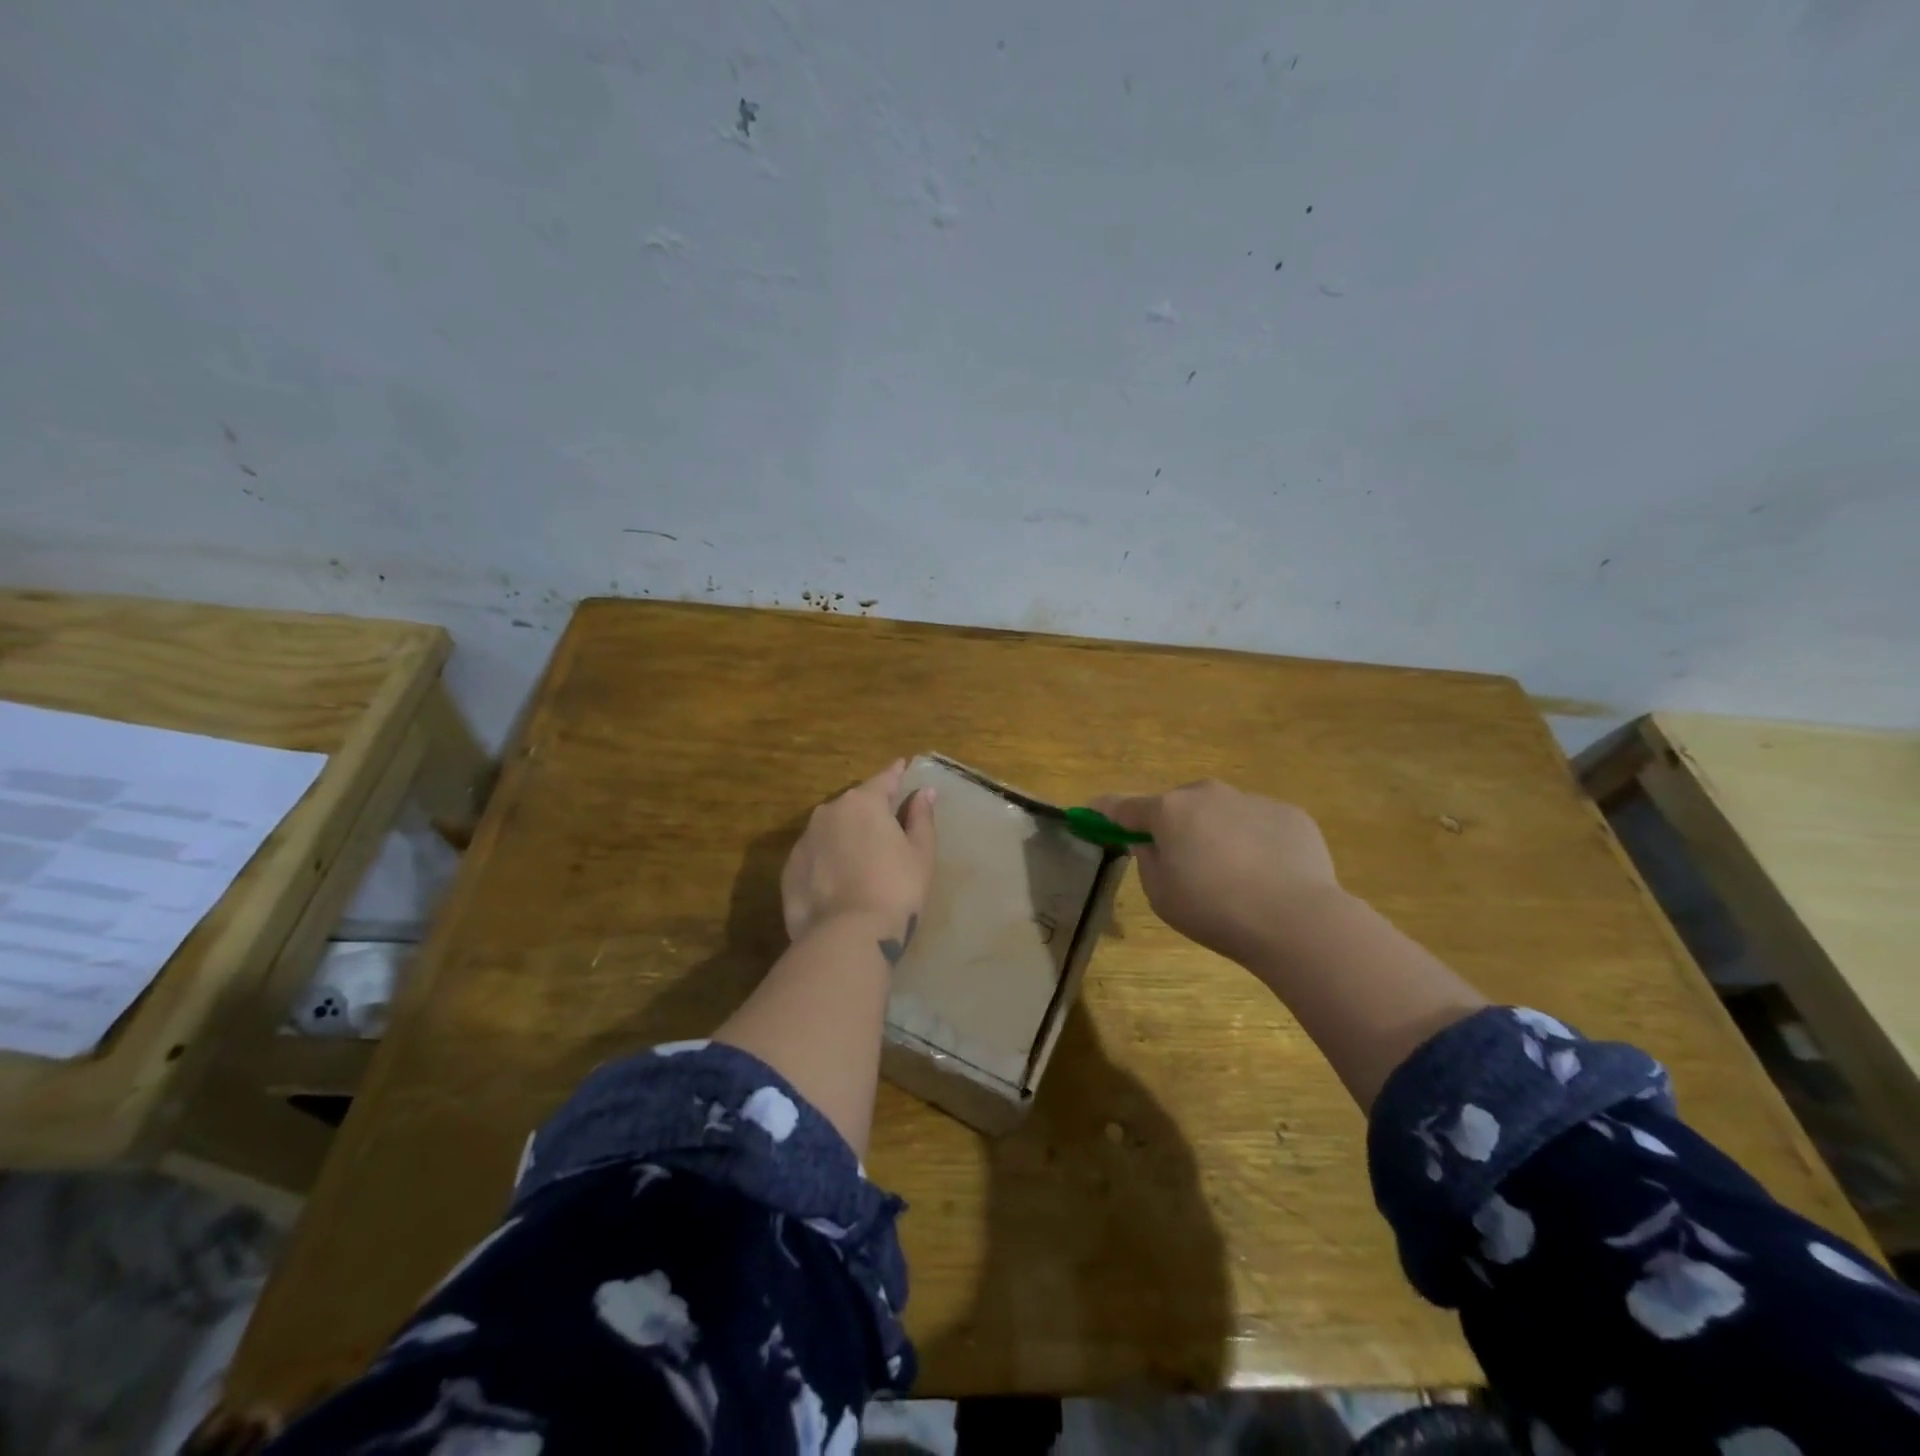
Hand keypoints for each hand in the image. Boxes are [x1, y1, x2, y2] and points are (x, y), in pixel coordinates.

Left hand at [781, 759, 936, 948]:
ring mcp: (804, 840)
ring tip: (861, 859)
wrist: (847, 936)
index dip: (896, 773)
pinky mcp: (788, 869)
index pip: (884, 779)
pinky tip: (839, 881)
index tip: (902, 765)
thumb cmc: (896, 889)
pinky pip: (814, 856)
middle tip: (886, 828)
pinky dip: (827, 860)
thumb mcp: (920, 853)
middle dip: (869, 811)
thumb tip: (924, 792)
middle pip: (854, 805)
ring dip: (845, 836)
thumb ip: (921, 817)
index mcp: (863, 802)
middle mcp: (828, 812)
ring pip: (830, 829)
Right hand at [1092, 780, 1339, 966]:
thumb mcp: (1161, 896)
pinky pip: (1259, 824)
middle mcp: (1208, 794)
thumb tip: (1152, 844)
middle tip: (1183, 863)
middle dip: (1174, 826)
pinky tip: (1269, 876)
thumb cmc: (1215, 910)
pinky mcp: (1290, 814)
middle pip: (1178, 806)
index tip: (1092, 813)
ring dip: (1217, 833)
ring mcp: (1252, 799)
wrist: (1297, 919)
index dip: (1104, 811)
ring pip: (1221, 812)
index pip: (1123, 806)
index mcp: (1169, 811)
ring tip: (1235, 877)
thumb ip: (1148, 862)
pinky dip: (1256, 842)